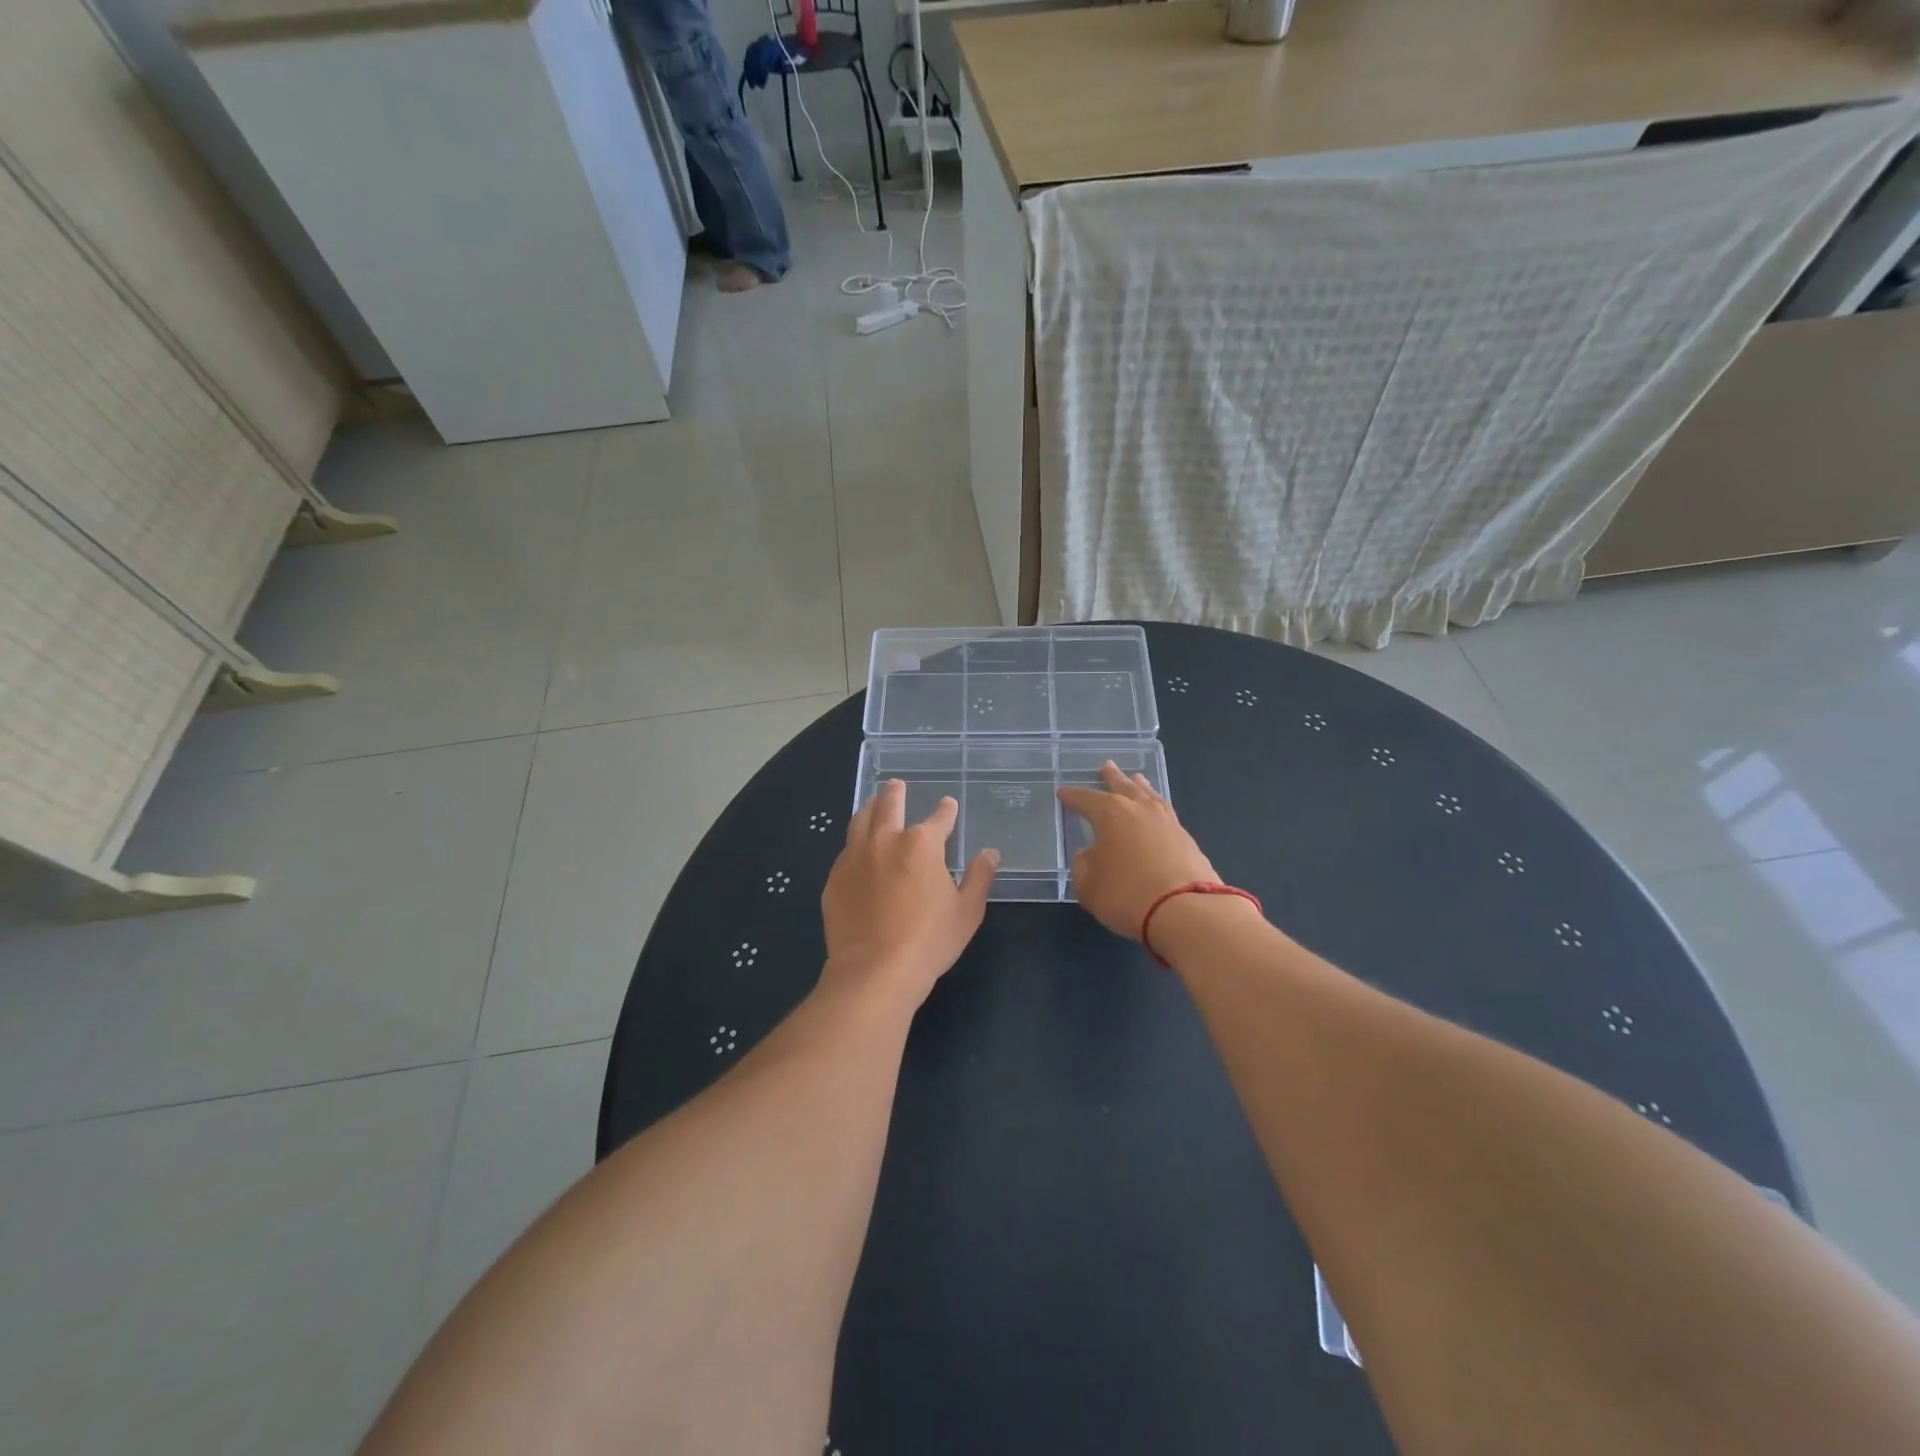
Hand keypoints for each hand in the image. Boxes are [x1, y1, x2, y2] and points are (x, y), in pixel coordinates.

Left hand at [820, 780, 997, 1009]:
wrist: (875, 970)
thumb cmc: (929, 940)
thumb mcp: (967, 911)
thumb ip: (979, 877)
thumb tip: (990, 853)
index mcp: (921, 844)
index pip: (938, 818)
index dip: (946, 811)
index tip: (948, 805)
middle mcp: (885, 840)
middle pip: (889, 806)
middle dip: (895, 793)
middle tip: (896, 785)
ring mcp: (855, 858)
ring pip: (860, 821)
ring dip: (870, 808)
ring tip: (873, 803)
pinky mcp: (835, 879)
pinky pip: (845, 851)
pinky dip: (854, 843)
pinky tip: (856, 849)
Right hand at [1057, 762, 1220, 940]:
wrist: (1186, 910)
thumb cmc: (1127, 895)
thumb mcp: (1088, 885)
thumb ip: (1084, 865)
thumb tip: (1089, 854)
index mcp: (1110, 813)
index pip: (1086, 799)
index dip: (1073, 796)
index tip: (1063, 793)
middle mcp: (1139, 809)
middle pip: (1122, 786)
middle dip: (1111, 778)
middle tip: (1106, 766)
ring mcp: (1167, 821)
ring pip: (1149, 795)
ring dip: (1139, 786)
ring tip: (1136, 778)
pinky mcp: (1187, 838)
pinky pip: (1165, 813)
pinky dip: (1156, 808)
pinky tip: (1156, 812)